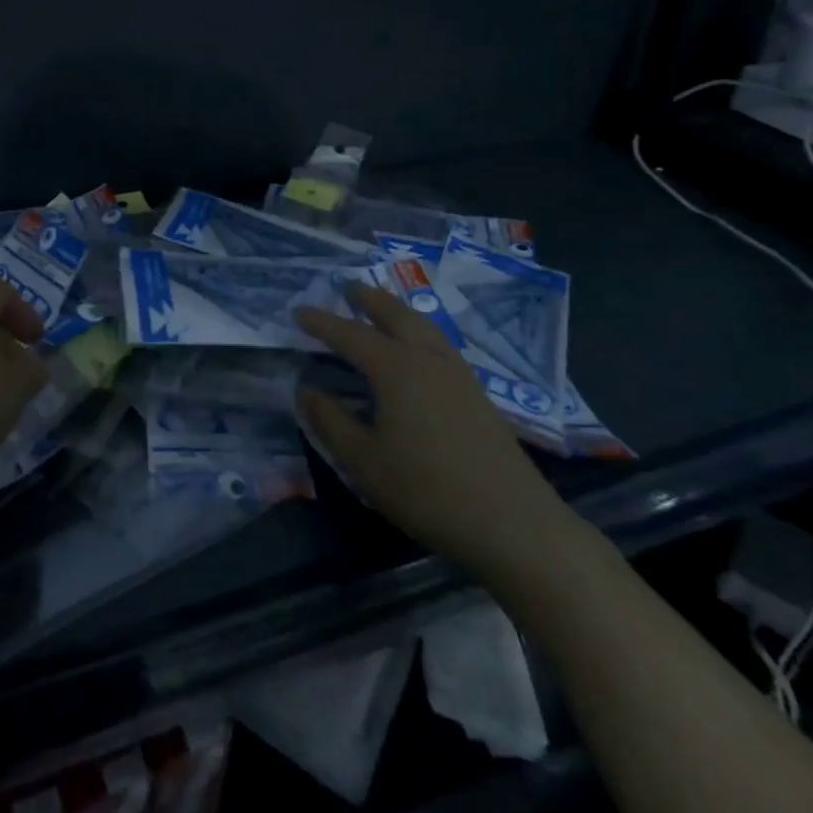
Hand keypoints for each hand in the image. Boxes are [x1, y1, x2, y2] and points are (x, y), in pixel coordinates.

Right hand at [295, 285, 573, 578]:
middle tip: (347, 286)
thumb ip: (331, 421)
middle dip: (369, 298)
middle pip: (396, 315)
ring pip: (424, 326)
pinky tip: (417, 351)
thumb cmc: (428, 491)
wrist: (515, 525)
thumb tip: (306, 390)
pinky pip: (440, 345)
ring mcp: (459, 375)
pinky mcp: (478, 395)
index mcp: (396, 369)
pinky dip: (418, 332)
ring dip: (397, 311)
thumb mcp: (364, 462)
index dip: (322, 323)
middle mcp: (428, 359)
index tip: (297, 312)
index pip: (350, 334)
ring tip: (380, 309)